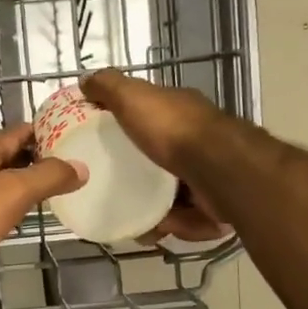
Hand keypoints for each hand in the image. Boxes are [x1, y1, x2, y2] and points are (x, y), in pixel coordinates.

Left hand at [0, 124, 85, 282]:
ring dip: (17, 184)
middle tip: (66, 172)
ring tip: (46, 195)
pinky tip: (13, 217)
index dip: (48, 134)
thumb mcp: (15, 191)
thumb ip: (48, 176)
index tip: (74, 143)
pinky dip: (0, 203)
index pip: (20, 131)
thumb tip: (81, 167)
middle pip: (6, 154)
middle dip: (34, 161)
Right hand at [79, 69, 230, 242]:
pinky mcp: (217, 203)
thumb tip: (86, 79)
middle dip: (139, 184)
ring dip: (156, 212)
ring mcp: (209, 172)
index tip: (103, 150)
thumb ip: (109, 87)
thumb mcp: (133, 97)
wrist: (220, 170)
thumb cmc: (174, 130)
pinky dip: (176, 225)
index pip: (149, 119)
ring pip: (173, 196)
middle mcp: (198, 140)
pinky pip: (189, 218)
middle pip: (159, 163)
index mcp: (180, 112)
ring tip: (138, 223)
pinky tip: (161, 228)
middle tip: (117, 197)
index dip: (127, 132)